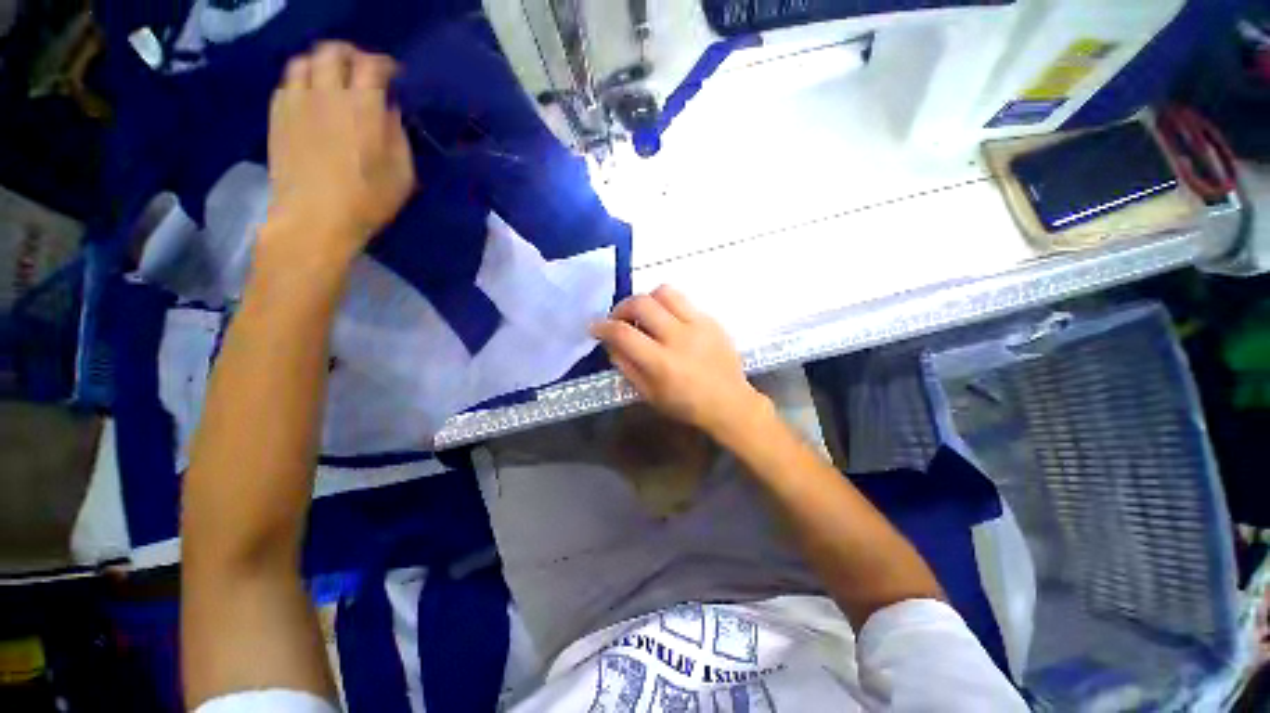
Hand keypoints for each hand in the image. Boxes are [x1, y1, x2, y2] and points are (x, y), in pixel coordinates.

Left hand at [262, 42, 415, 269]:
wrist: (314, 219)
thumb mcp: (402, 173)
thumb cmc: (367, 200)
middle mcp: (327, 93)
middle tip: (361, 70)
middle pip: (332, 52)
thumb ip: (398, 135)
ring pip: (304, 61)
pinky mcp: (277, 115)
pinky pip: (287, 82)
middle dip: (350, 54)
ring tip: (332, 79)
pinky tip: (311, 97)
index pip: (372, 66)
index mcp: (363, 107)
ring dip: (322, 64)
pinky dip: (302, 81)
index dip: (385, 65)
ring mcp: (297, 101)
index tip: (393, 75)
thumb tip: (388, 110)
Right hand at [591, 286, 768, 439]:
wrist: (730, 402)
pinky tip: (667, 321)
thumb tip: (611, 343)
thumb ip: (627, 366)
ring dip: (646, 299)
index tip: (595, 327)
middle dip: (621, 307)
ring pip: (664, 292)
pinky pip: (683, 300)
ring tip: (644, 314)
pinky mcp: (711, 320)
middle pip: (642, 303)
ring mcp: (698, 325)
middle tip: (619, 318)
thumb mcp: (649, 394)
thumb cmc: (686, 405)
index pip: (624, 333)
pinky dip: (667, 306)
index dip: (603, 327)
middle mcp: (679, 338)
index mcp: (662, 363)